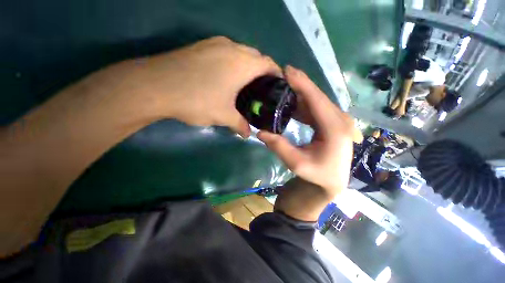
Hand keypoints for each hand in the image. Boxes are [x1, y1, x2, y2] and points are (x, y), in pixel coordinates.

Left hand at [130, 36, 280, 136]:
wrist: (156, 85)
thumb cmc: (197, 100)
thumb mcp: (223, 116)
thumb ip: (240, 125)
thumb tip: (247, 135)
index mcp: (242, 63)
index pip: (269, 63)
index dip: (277, 73)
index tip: (279, 85)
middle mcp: (232, 47)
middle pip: (256, 56)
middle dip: (263, 70)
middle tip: (262, 88)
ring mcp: (215, 44)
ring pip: (241, 51)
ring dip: (247, 65)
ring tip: (246, 83)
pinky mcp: (202, 46)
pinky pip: (226, 51)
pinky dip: (233, 61)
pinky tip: (227, 76)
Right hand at [257, 66, 354, 196]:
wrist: (331, 181)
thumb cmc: (317, 174)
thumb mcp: (296, 163)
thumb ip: (279, 147)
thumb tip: (260, 132)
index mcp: (335, 128)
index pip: (316, 100)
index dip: (302, 83)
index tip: (287, 70)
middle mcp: (340, 120)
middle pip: (317, 97)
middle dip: (300, 84)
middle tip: (282, 75)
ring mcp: (337, 121)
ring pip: (316, 101)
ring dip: (300, 93)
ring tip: (284, 86)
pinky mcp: (332, 123)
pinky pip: (316, 109)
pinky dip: (303, 104)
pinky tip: (292, 102)